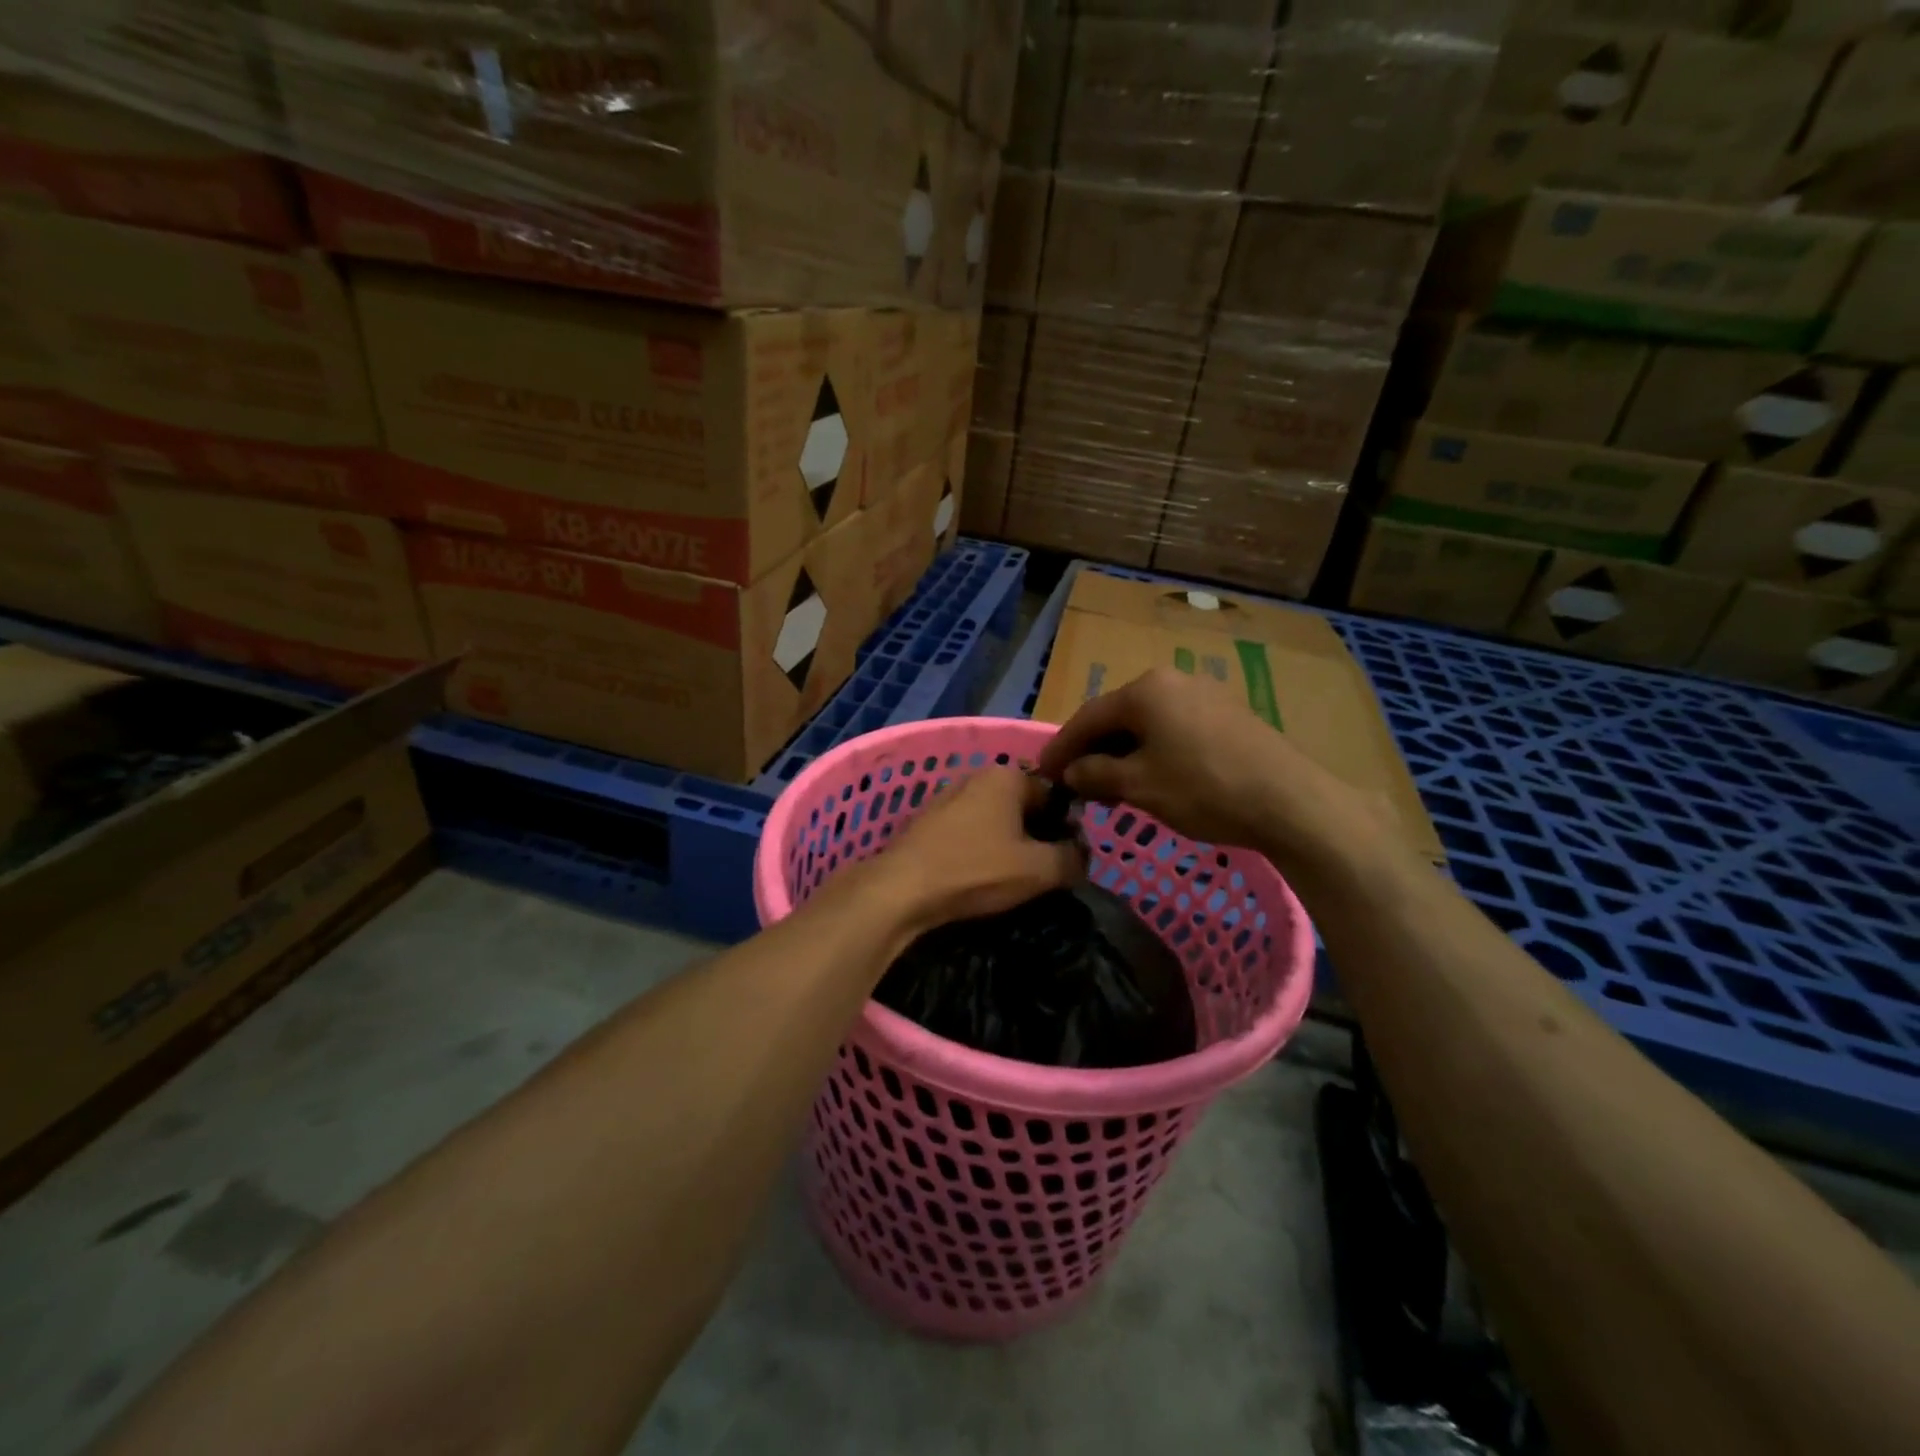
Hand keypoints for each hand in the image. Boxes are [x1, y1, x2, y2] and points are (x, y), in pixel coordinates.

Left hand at [876, 767, 1085, 927]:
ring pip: (994, 821)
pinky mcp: (927, 822)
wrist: (900, 890)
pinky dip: (980, 851)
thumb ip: (1072, 859)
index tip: (1068, 861)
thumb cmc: (975, 871)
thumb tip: (1082, 855)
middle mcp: (976, 777)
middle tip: (1042, 873)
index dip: (1067, 828)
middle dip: (1037, 837)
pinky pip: (968, 833)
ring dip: (1008, 846)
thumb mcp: (1039, 870)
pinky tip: (979, 878)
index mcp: (1007, 776)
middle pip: (1023, 807)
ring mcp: (947, 798)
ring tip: (1011, 880)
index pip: (1055, 795)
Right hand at [1036, 666, 1388, 872]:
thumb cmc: (1203, 789)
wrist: (1290, 801)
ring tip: (1112, 787)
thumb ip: (1095, 775)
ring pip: (1148, 724)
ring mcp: (1205, 694)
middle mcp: (1173, 680)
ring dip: (1124, 753)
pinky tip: (1153, 778)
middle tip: (1076, 784)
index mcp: (1145, 690)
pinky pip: (1175, 728)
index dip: (1061, 748)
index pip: (1087, 717)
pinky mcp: (1228, 715)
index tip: (1043, 774)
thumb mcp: (1138, 786)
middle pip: (1118, 716)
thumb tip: (1071, 772)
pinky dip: (1154, 751)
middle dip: (1094, 751)